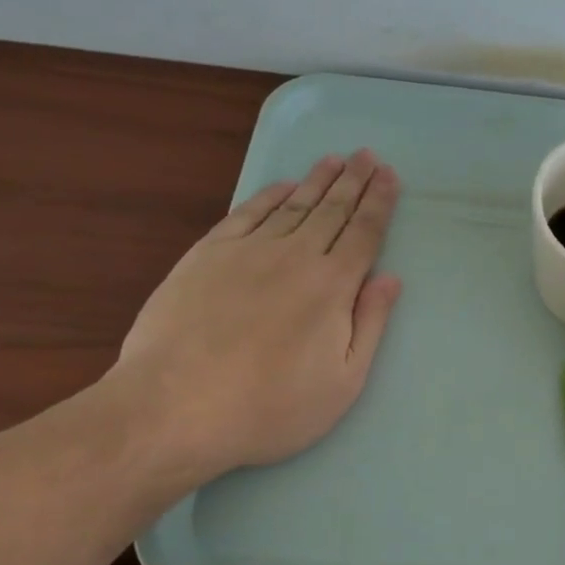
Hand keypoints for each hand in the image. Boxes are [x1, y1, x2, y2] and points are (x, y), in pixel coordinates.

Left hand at [105, 150, 402, 488]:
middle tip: (367, 155)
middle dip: (354, 180)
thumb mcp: (342, 383)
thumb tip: (391, 278)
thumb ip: (370, 325)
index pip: (364, 232)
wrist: (173, 409)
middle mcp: (295, 256)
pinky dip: (269, 195)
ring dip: (317, 180)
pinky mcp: (207, 255)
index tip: (389, 176)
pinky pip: (247, 213)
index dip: (379, 202)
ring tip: (334, 160)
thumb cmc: (269, 407)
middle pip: (332, 209)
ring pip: (293, 205)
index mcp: (332, 285)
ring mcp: (248, 251)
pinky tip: (282, 186)